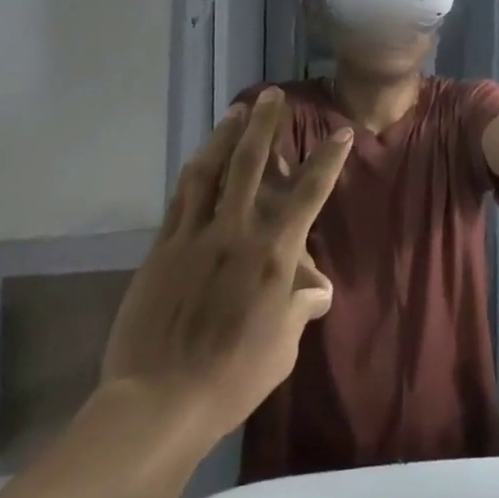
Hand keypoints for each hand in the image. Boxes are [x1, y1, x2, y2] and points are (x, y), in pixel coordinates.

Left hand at [99, 90, 351, 456]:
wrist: (158, 402)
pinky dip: (195, 171)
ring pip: (209, 171)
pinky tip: (199, 158)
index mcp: (273, 254)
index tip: (340, 132)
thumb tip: (316, 287)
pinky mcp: (162, 250)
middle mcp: (235, 233)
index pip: (308, 193)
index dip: (327, 159)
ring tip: (236, 111)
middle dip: (265, 125)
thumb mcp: (284, 346)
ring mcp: (193, 237)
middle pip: (250, 164)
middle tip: (272, 95)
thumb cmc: (234, 377)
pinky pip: (181, 198)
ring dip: (225, 136)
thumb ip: (300, 305)